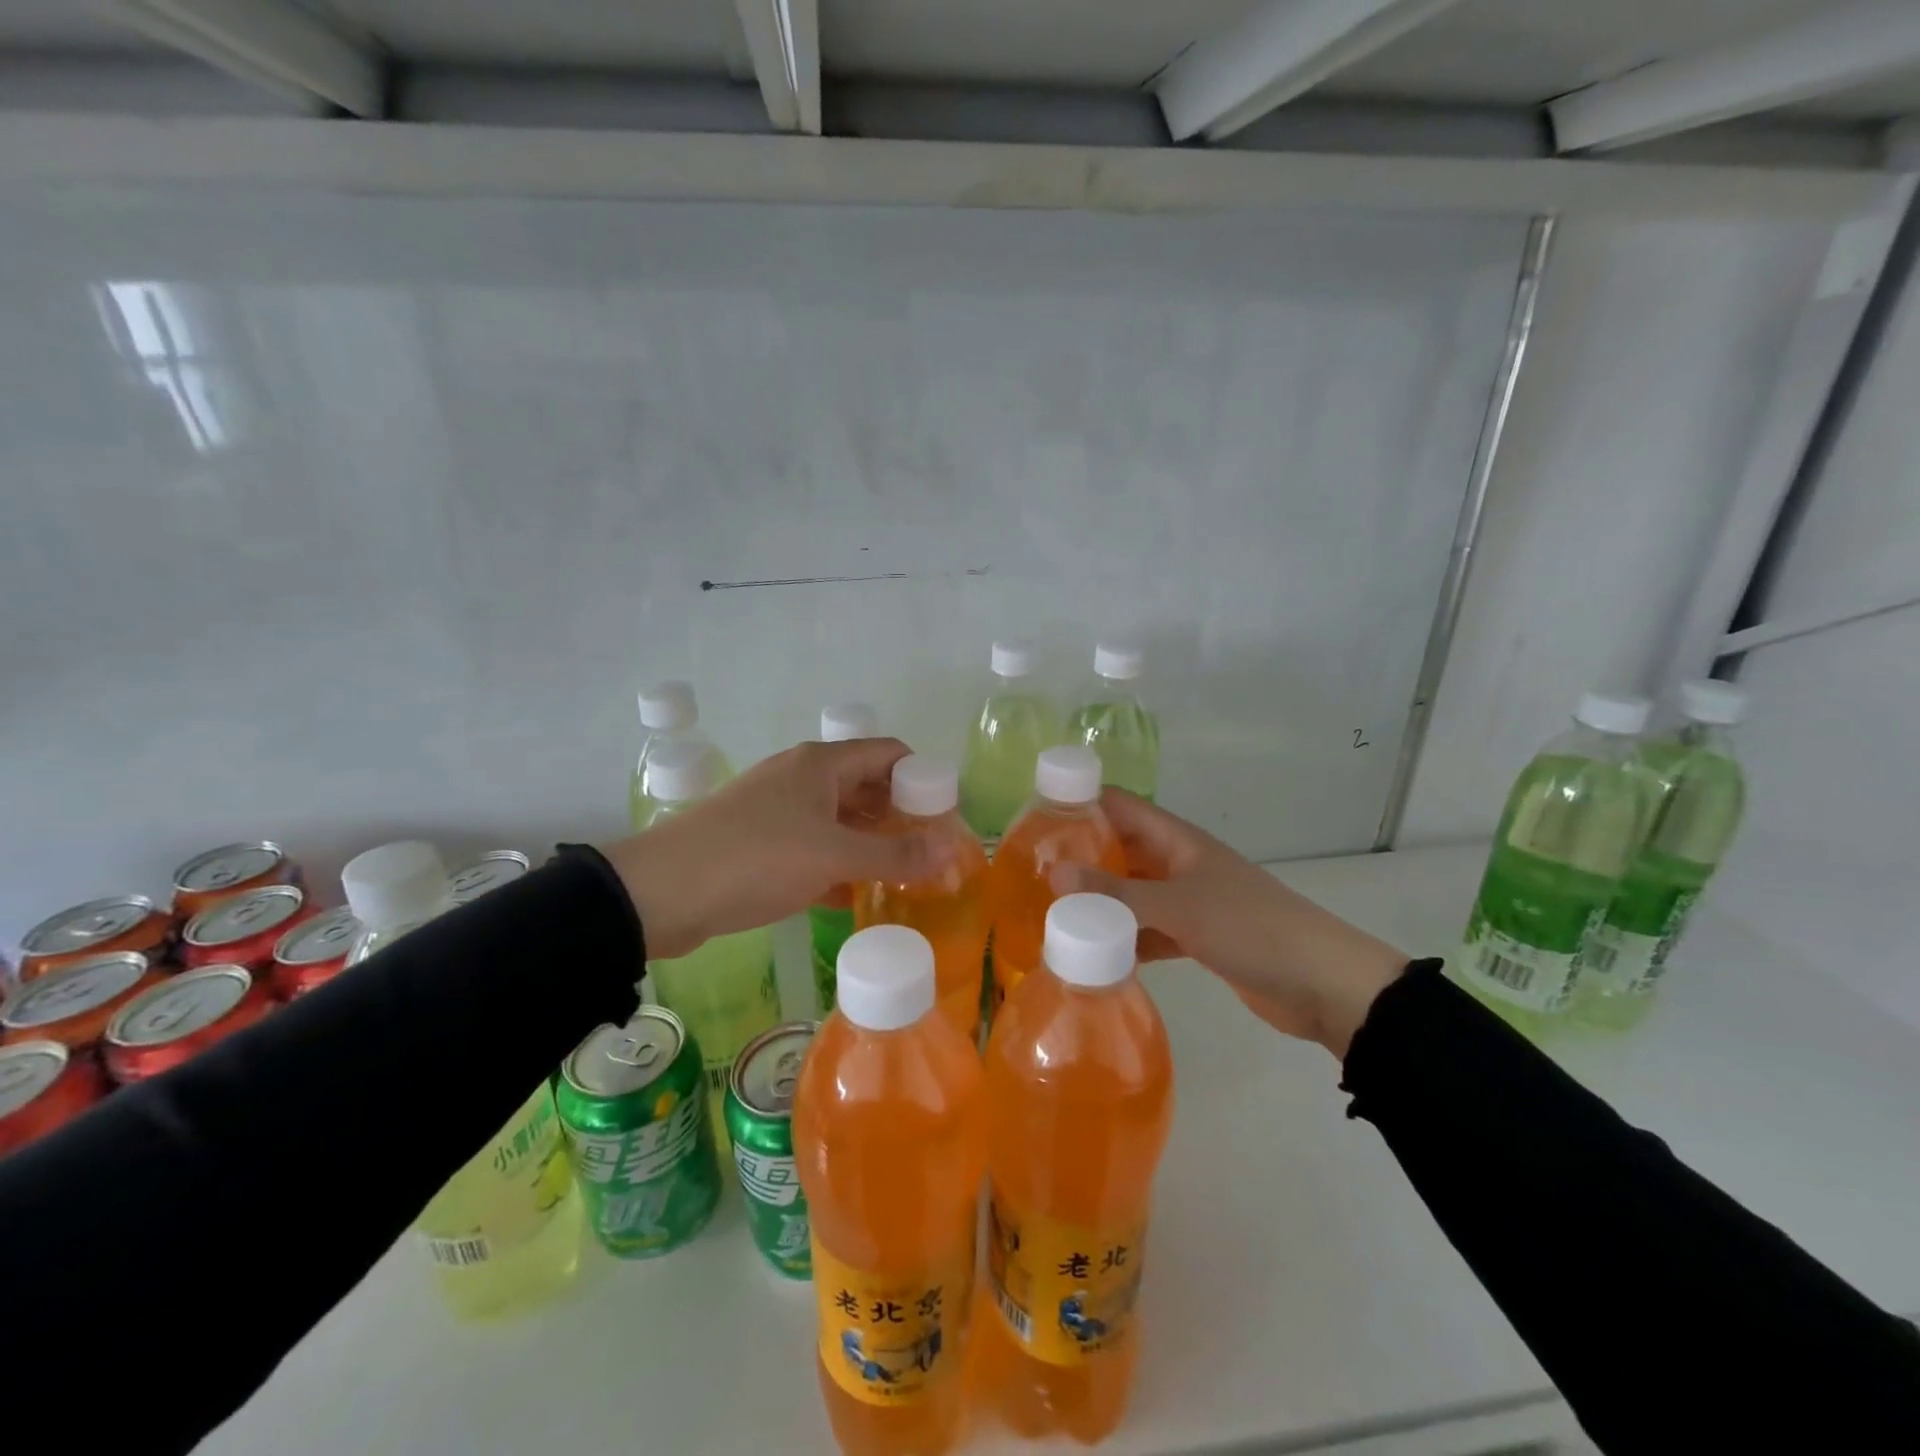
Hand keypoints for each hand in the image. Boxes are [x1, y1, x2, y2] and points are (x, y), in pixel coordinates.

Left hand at [602, 739, 947, 958]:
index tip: (945, 818)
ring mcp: (780, 810)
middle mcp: (803, 778)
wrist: (662, 892)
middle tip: (930, 853)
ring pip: (841, 819)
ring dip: (871, 843)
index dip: (922, 779)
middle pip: (867, 786)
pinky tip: (857, 894)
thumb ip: (895, 855)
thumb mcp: (833, 856)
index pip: (889, 754)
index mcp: (822, 764)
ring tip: (903, 877)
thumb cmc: (756, 858)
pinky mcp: (763, 843)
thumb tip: (952, 850)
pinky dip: (839, 864)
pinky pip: (815, 846)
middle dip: (900, 816)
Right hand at [1051, 790, 1407, 1056]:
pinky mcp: (1196, 937)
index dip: (1082, 802)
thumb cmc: (1250, 928)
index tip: (1036, 815)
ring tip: (1051, 912)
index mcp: (1178, 840)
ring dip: (1100, 901)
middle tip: (1032, 871)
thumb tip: (1053, 873)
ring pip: (1132, 892)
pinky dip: (1124, 938)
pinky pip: (1148, 929)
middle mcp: (1179, 863)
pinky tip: (1093, 953)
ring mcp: (1188, 901)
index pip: (1121, 805)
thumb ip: (1116, 893)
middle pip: (1122, 849)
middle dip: (1082, 856)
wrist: (1322, 984)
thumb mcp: (1178, 907)